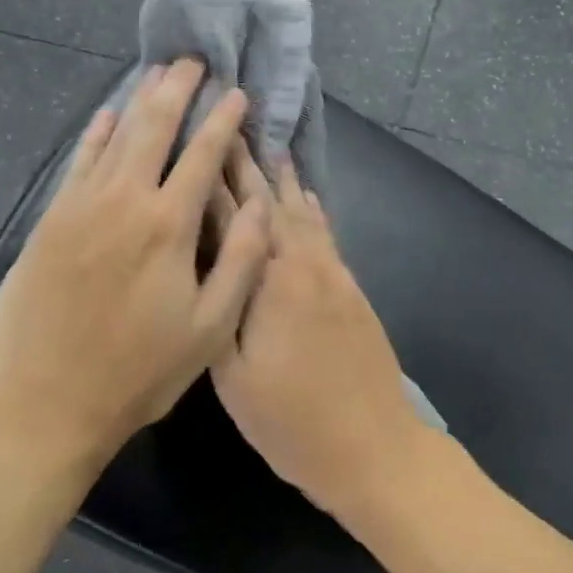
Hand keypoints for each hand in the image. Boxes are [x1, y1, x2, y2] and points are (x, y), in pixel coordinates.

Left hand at [0, 59, 271, 468]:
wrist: (46, 405)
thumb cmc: (140, 372)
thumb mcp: (211, 328)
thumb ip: (240, 260)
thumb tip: (262, 205)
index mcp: (168, 226)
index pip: (203, 156)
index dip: (223, 120)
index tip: (236, 93)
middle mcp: (123, 203)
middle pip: (153, 129)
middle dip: (176, 90)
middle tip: (192, 60)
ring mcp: (79, 210)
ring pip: (113, 138)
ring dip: (137, 102)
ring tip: (155, 74)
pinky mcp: (49, 225)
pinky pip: (77, 165)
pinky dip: (95, 136)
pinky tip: (106, 118)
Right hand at [209, 150, 445, 520]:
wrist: (374, 446)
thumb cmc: (292, 421)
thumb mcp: (235, 375)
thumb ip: (223, 306)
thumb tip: (213, 253)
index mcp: (272, 281)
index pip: (235, 217)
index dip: (213, 180)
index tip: (198, 139)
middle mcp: (307, 265)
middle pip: (273, 205)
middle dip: (248, 166)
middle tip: (232, 126)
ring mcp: (336, 276)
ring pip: (305, 214)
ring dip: (283, 180)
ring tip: (267, 147)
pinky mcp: (353, 291)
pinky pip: (326, 235)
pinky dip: (312, 209)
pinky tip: (307, 198)